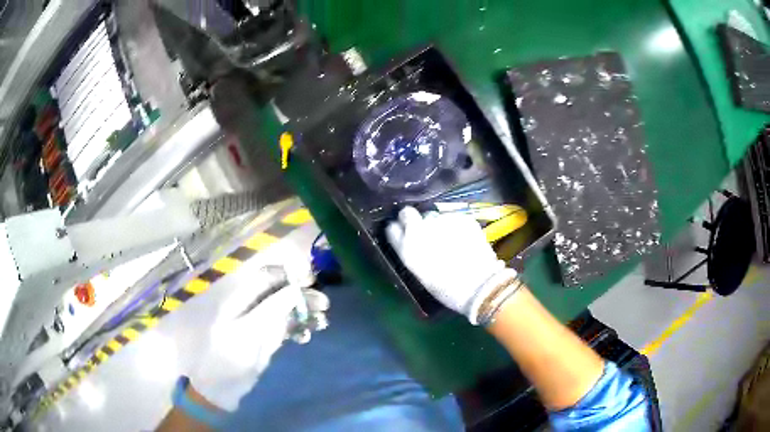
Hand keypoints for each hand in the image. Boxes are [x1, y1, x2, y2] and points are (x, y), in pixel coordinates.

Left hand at [189, 267, 328, 410]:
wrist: (218, 388)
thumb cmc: (227, 358)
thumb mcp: (248, 333)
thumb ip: (271, 310)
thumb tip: (294, 290)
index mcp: (238, 297)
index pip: (266, 276)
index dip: (289, 276)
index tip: (311, 281)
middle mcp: (248, 305)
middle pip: (278, 293)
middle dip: (301, 297)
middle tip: (324, 306)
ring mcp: (256, 322)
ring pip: (284, 309)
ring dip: (303, 314)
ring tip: (322, 323)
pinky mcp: (263, 338)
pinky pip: (283, 327)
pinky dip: (296, 329)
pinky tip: (306, 337)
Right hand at [386, 206, 516, 323]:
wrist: (480, 286)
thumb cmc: (448, 290)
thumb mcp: (422, 274)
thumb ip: (413, 253)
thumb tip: (413, 241)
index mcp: (408, 249)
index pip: (392, 228)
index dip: (399, 230)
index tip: (404, 233)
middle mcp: (421, 230)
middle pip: (407, 212)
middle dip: (412, 218)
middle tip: (423, 230)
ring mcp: (442, 221)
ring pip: (433, 215)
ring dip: (437, 224)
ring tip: (449, 239)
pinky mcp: (461, 218)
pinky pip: (453, 218)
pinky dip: (456, 225)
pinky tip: (464, 239)